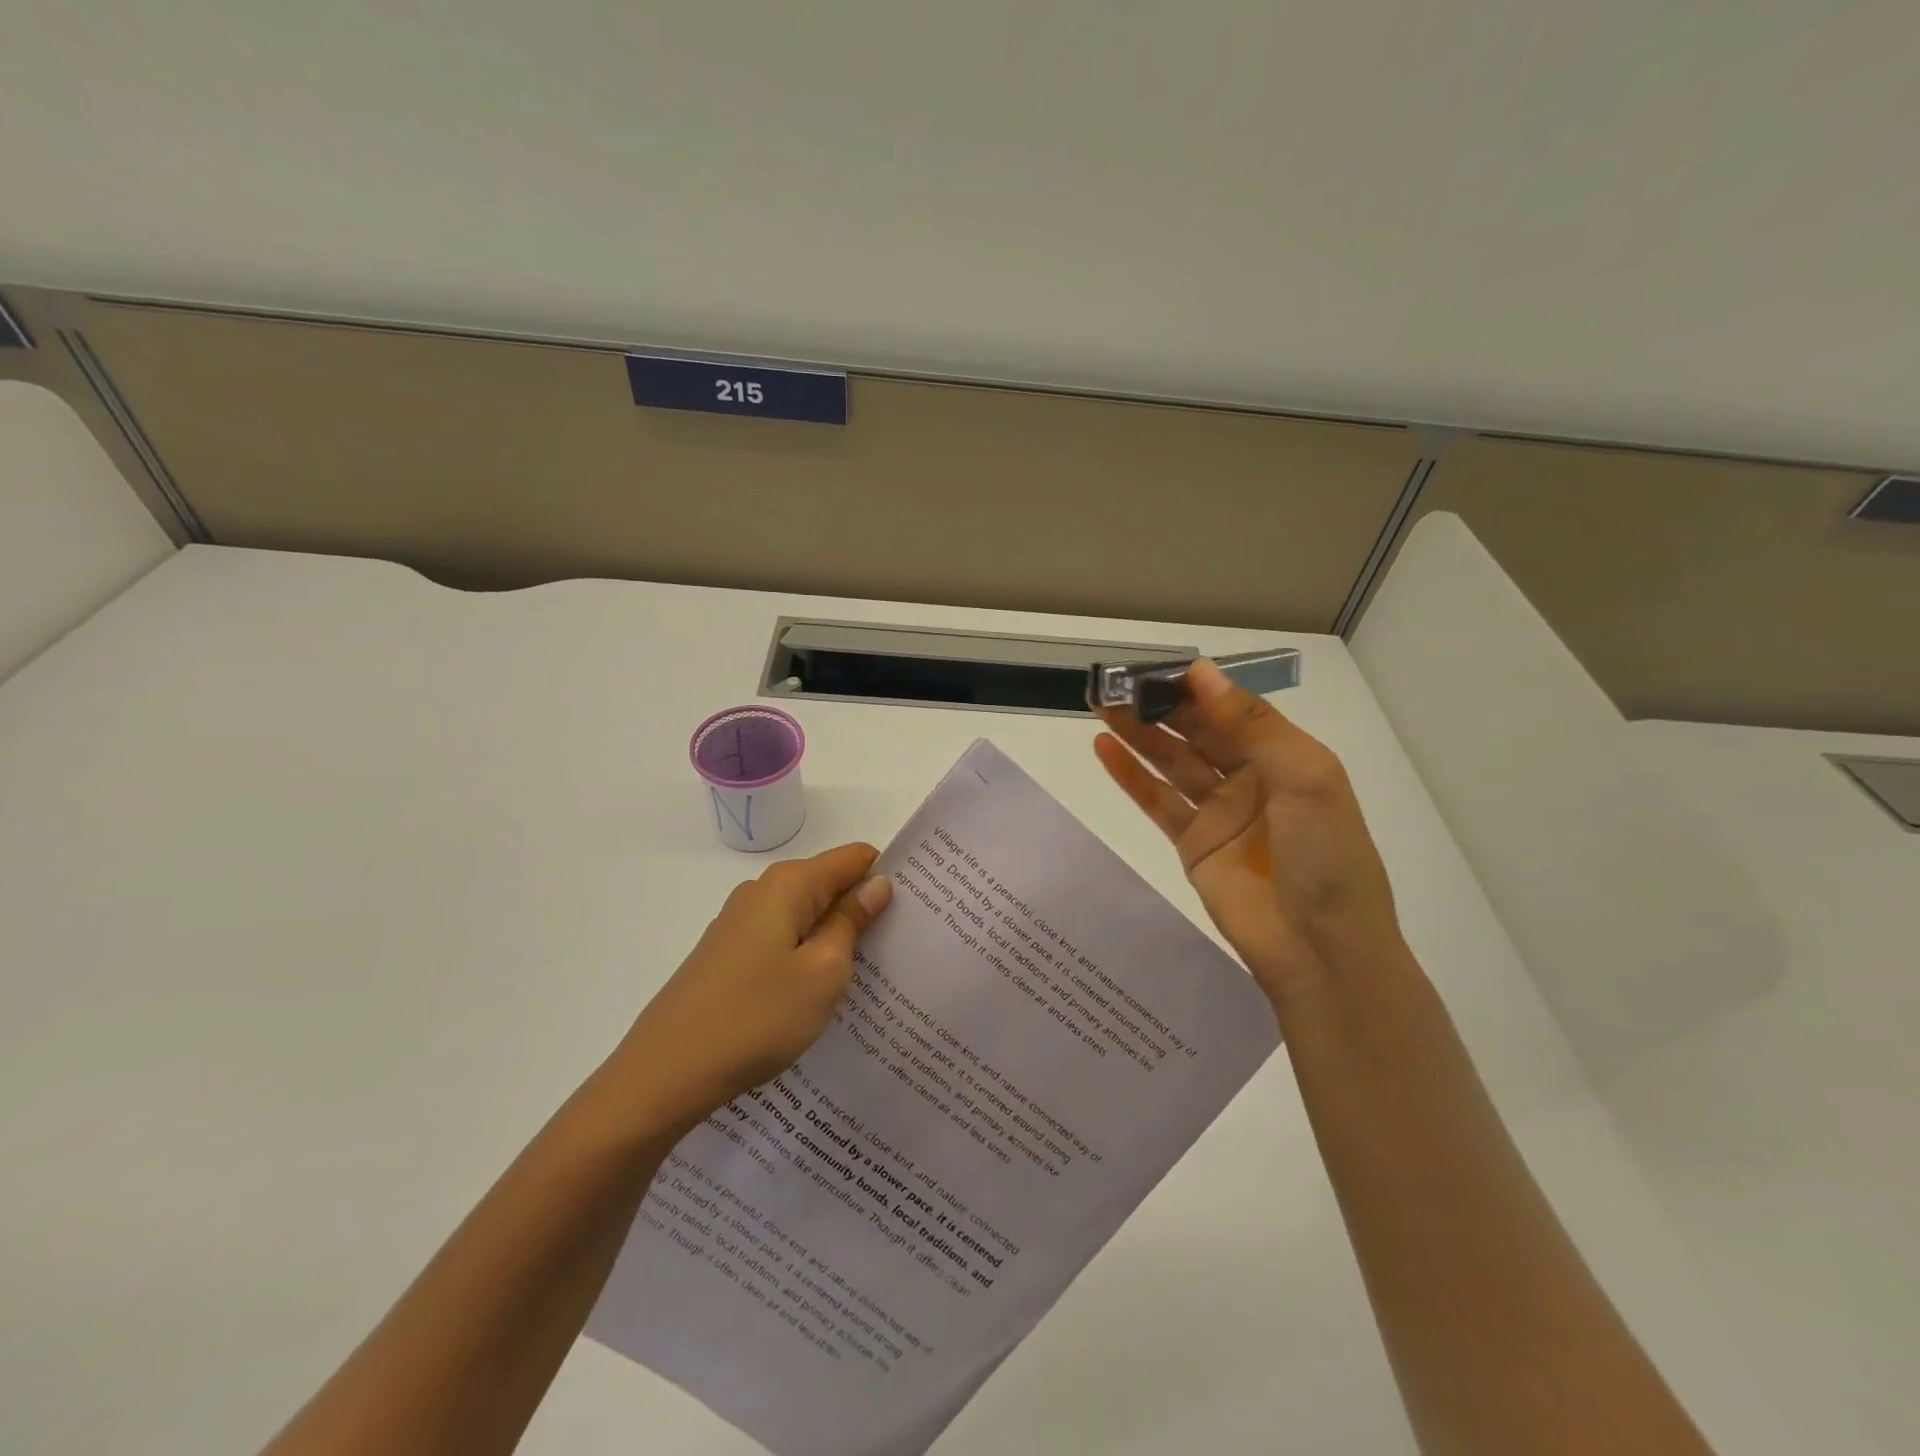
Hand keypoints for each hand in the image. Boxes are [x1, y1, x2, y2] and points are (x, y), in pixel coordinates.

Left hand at [605, 843, 892, 1130]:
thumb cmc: (756, 1018)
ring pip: (806, 916)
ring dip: (835, 938)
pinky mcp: (727, 955)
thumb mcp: (823, 972)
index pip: (855, 858)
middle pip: (829, 885)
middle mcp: (762, 891)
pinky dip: (806, 957)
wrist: (663, 1076)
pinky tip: (815, 995)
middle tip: (897, 952)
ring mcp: (739, 924)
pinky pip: (782, 941)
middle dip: (863, 910)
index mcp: (789, 884)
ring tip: (863, 979)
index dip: (886, 878)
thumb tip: (877, 883)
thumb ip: (852, 921)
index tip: (914, 912)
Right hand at [1094, 659, 1407, 1012]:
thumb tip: (1202, 673)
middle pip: (1197, 732)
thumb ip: (1252, 725)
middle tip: (1117, 684)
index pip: (1234, 709)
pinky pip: (1157, 801)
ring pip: (1171, 762)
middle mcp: (1251, 778)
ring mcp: (1219, 812)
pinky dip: (1130, 776)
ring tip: (1101, 706)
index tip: (1157, 667)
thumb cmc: (1326, 857)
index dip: (1197, 687)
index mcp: (1286, 757)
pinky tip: (1104, 749)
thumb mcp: (1306, 778)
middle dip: (1159, 706)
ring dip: (1138, 734)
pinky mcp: (1193, 844)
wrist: (1319, 949)